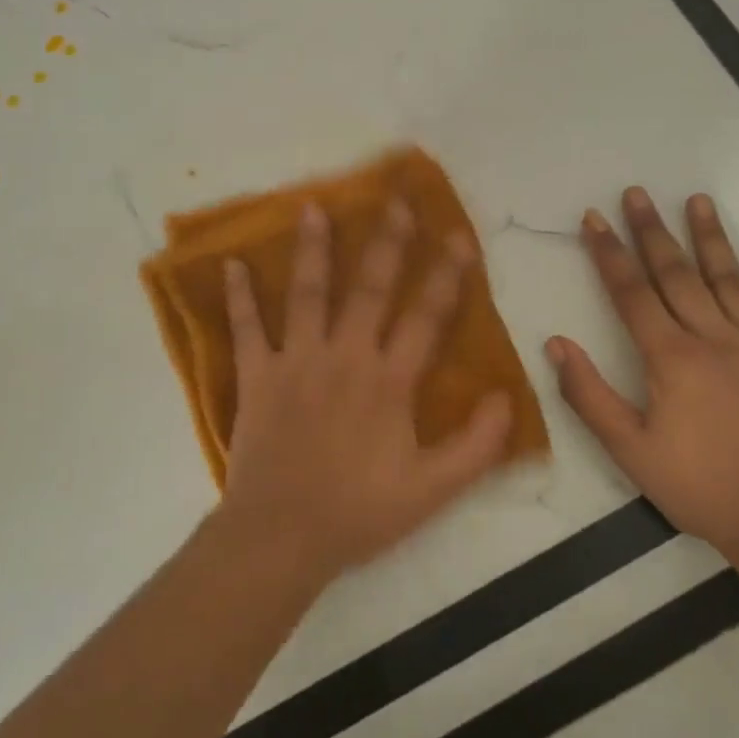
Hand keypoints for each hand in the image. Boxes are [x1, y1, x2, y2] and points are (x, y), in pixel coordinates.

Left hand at [217, 200, 514, 586]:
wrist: (282, 536)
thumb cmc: (359, 512)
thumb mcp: (433, 490)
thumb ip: (476, 445)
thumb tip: (508, 398)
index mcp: (389, 381)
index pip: (426, 317)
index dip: (447, 275)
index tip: (459, 237)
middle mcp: (345, 357)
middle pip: (370, 288)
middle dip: (387, 242)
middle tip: (395, 201)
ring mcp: (296, 362)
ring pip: (308, 293)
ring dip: (313, 249)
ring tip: (313, 207)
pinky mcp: (257, 376)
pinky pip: (245, 328)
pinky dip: (238, 296)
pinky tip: (230, 263)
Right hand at [544, 187, 738, 562]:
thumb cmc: (699, 488)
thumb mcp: (630, 450)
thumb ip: (589, 395)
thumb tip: (557, 344)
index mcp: (672, 358)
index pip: (632, 292)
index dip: (609, 253)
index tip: (593, 219)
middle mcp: (717, 339)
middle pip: (678, 274)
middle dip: (652, 231)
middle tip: (637, 194)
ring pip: (732, 281)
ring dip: (712, 238)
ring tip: (697, 200)